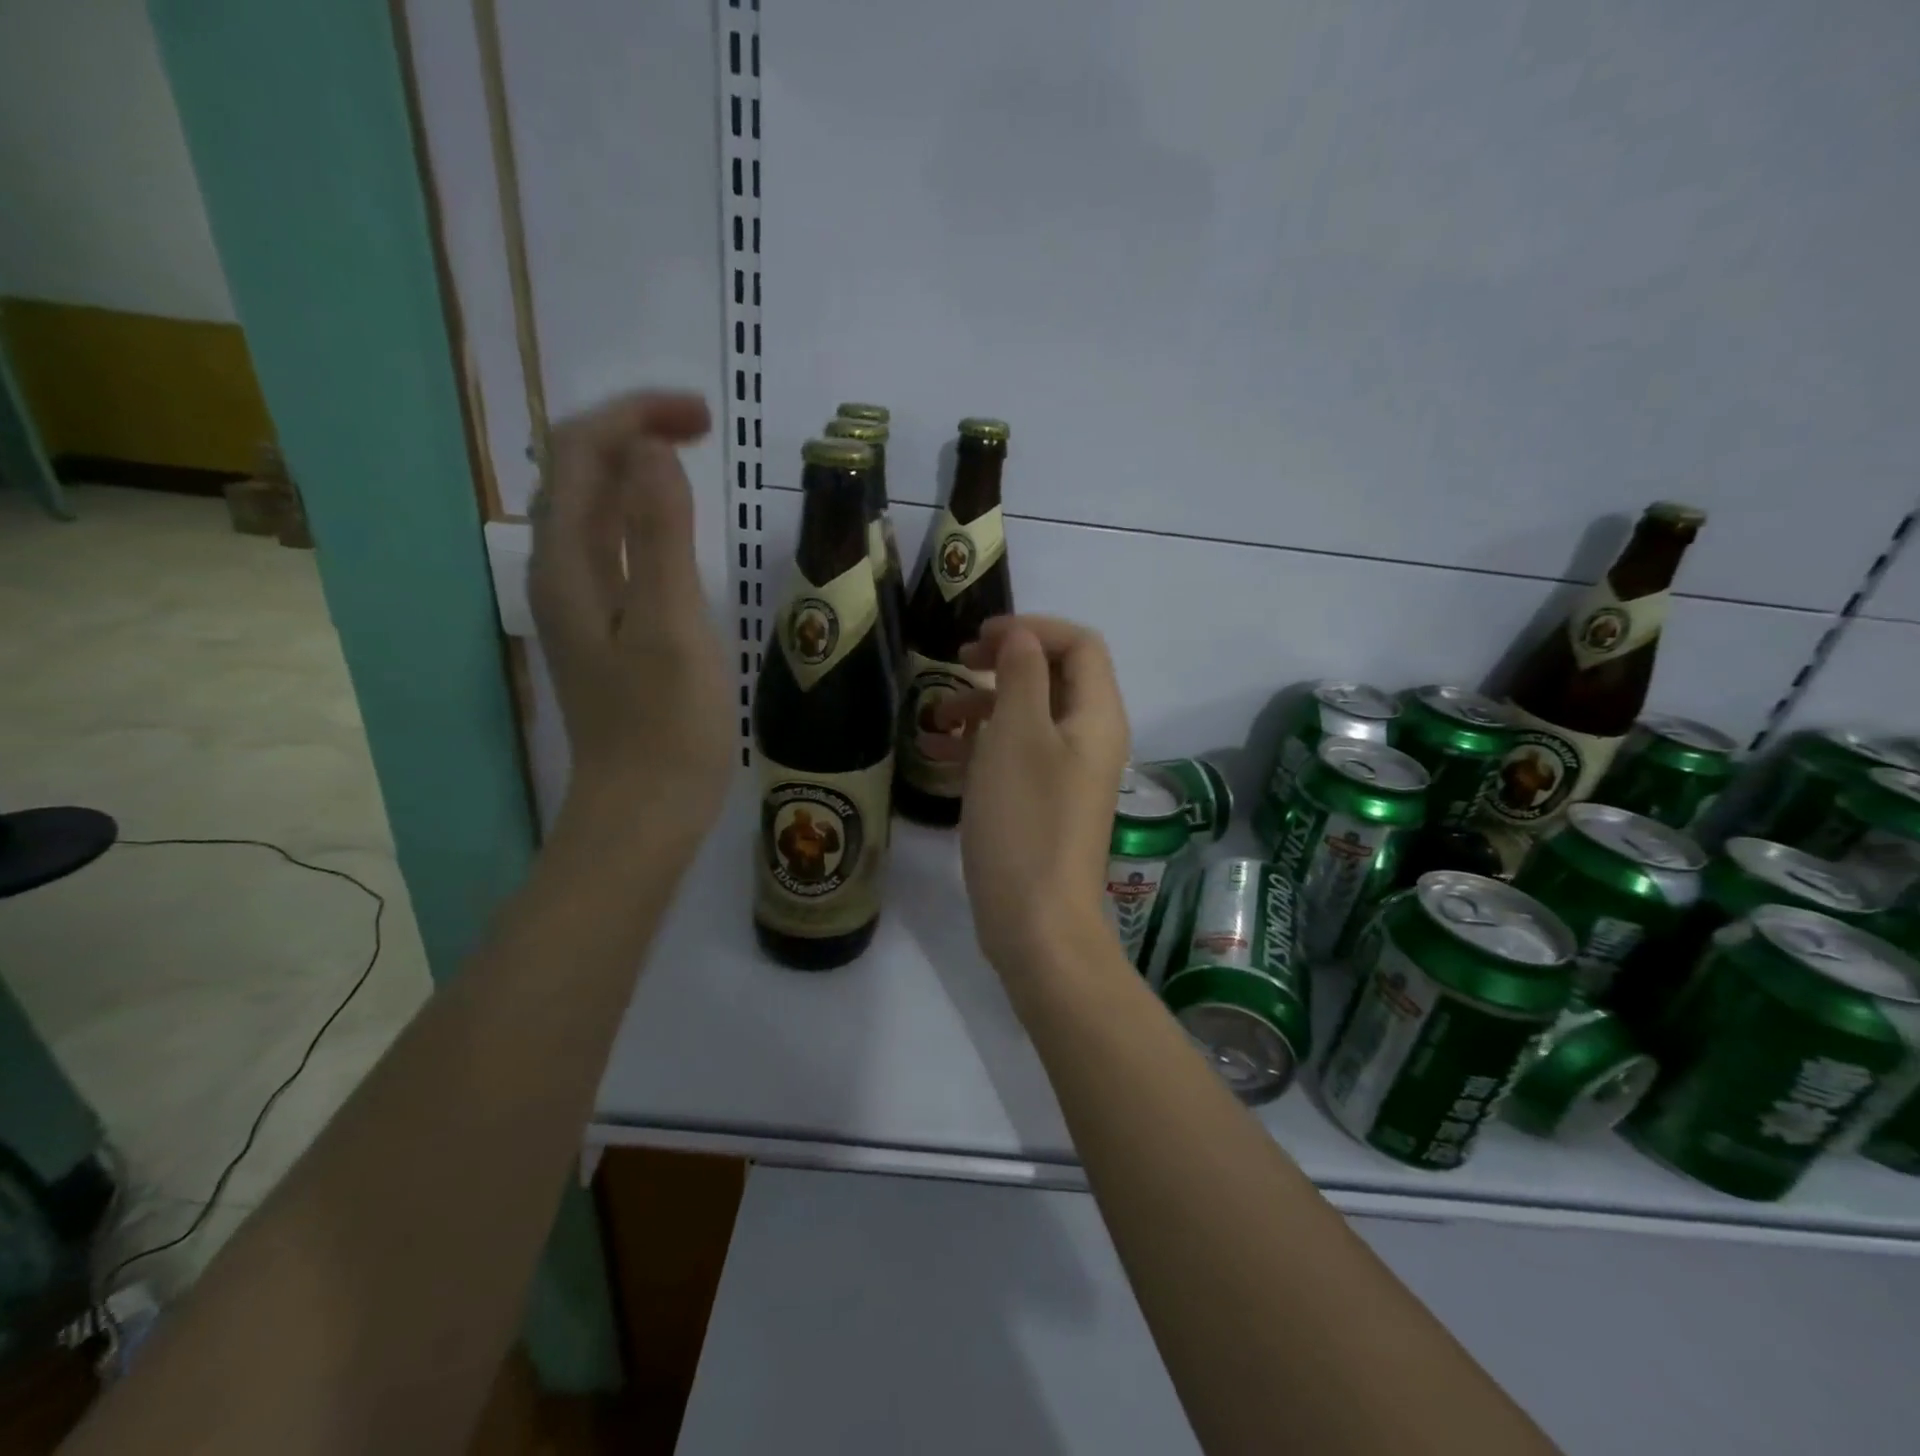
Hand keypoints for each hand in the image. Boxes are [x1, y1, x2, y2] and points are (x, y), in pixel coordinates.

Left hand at [528, 392, 730, 846]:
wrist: (643, 809)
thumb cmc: (666, 726)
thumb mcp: (671, 627)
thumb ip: (659, 538)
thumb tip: (653, 453)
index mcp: (568, 564)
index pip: (579, 453)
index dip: (634, 417)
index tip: (703, 418)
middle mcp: (560, 572)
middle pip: (577, 472)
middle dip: (632, 432)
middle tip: (702, 429)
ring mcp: (580, 602)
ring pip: (592, 508)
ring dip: (634, 469)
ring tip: (691, 458)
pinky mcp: (605, 628)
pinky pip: (611, 547)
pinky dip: (641, 515)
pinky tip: (674, 526)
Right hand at [954, 616, 1130, 982]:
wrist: (1036, 923)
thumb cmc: (1025, 820)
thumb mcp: (1017, 735)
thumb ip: (1022, 675)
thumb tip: (1020, 638)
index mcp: (1096, 716)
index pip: (1079, 644)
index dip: (1032, 629)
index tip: (980, 639)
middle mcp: (1088, 739)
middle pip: (1053, 677)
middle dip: (1003, 664)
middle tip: (958, 663)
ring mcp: (1065, 774)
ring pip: (1027, 717)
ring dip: (983, 706)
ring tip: (935, 717)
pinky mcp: (1040, 804)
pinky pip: (1013, 756)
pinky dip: (979, 745)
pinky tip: (938, 753)